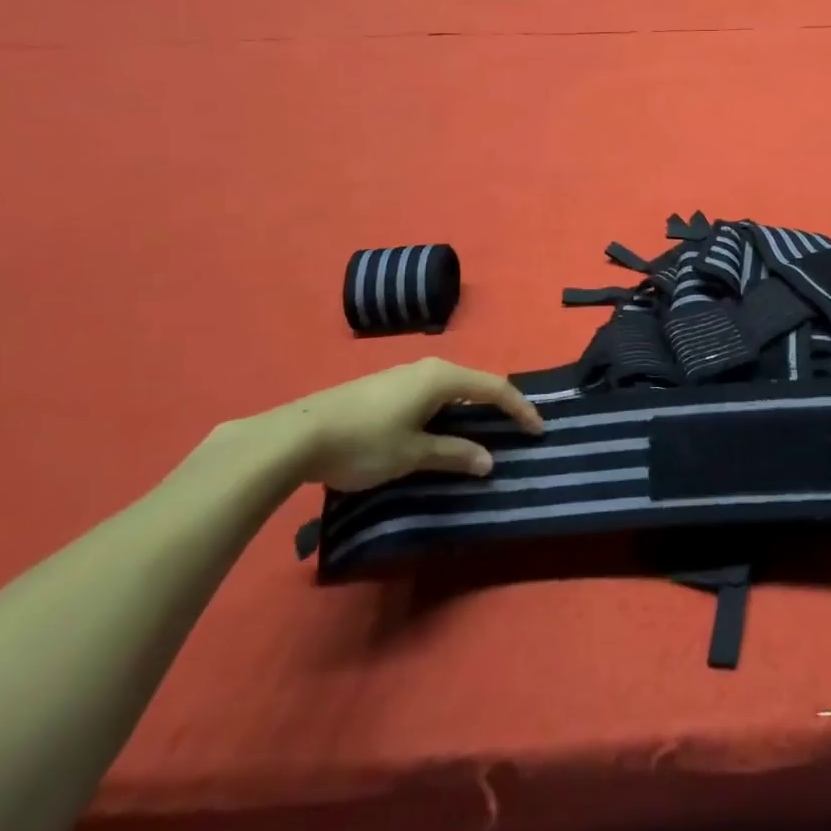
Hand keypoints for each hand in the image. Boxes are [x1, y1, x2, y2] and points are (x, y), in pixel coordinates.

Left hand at [230, 358, 543, 490]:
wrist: (293, 437)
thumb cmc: (364, 442)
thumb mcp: (413, 454)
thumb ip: (455, 455)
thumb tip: (489, 461)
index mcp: (442, 377)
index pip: (495, 388)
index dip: (520, 409)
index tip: (538, 431)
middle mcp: (427, 368)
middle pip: (474, 384)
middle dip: (497, 407)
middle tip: (515, 430)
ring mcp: (402, 376)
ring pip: (450, 389)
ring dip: (469, 410)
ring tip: (480, 434)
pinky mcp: (382, 388)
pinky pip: (429, 395)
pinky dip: (446, 411)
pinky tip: (438, 431)